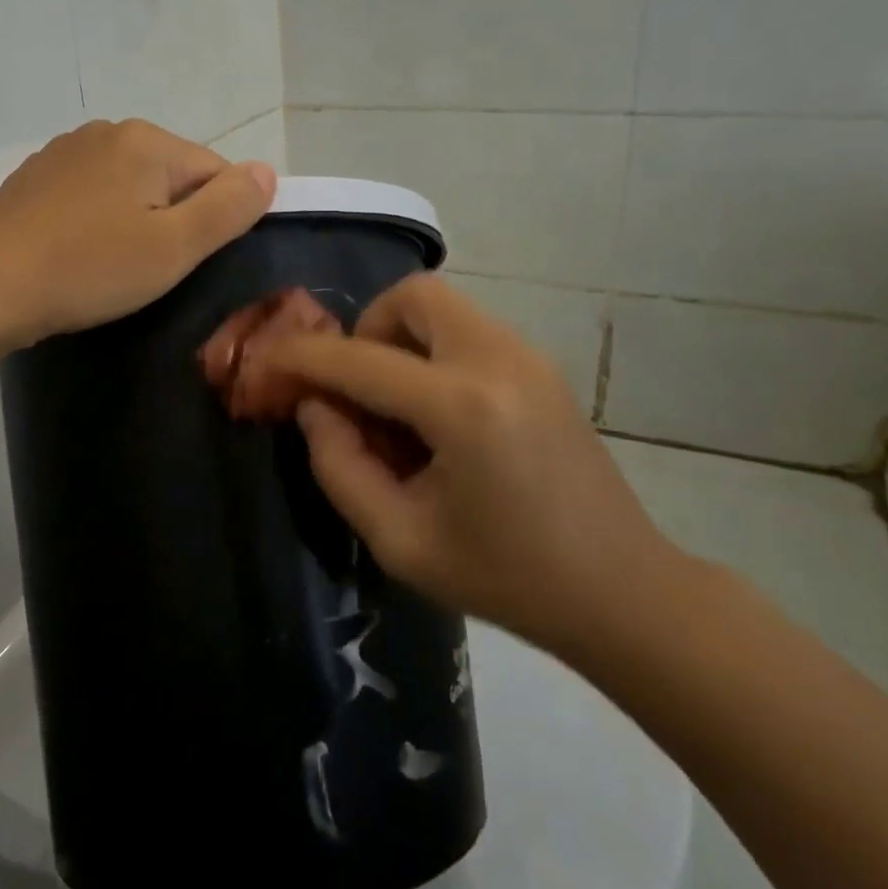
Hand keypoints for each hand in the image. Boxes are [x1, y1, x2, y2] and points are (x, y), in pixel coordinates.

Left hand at [0, 119, 276, 348]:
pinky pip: (89, 194)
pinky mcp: (34, 177)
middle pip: (170, 176)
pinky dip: (95, 219)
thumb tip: (267, 171)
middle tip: (148, 269)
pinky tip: (78, 252)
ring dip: (133, 219)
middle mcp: (105, 131)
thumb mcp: (175, 247)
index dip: (213, 221)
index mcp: (146, 140)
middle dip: (171, 219)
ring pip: (128, 185)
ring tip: (111, 265)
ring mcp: (63, 151)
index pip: (214, 172)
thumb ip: (229, 207)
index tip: (184, 260)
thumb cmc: (91, 269)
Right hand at [234, 274, 682, 657]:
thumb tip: (314, 407)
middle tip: (356, 390)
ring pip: (442, 306)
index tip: (264, 362)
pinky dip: (432, 352)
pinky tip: (435, 417)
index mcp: (462, 406)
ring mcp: (528, 356)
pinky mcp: (541, 366)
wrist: (622, 591)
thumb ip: (339, 467)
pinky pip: (467, 330)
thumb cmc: (507, 578)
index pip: (359, 360)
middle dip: (366, 330)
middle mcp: (497, 360)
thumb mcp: (401, 541)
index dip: (300, 358)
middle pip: (412, 296)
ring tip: (395, 409)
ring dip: (400, 340)